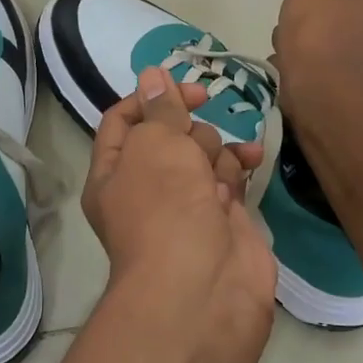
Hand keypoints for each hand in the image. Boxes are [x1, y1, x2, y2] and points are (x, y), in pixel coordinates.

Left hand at [83, 67, 277, 362]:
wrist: (203, 287)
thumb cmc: (165, 208)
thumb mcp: (155, 146)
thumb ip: (160, 109)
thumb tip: (152, 74)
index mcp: (113, 174)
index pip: (123, 121)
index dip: (150, 98)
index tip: (183, 87)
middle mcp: (146, 188)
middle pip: (170, 136)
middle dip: (189, 133)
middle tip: (195, 150)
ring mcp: (186, 205)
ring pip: (203, 154)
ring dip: (216, 151)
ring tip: (218, 176)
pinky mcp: (222, 218)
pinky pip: (229, 178)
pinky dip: (238, 169)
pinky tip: (250, 164)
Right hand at [271, 0, 362, 120]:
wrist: (322, 94)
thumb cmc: (322, 30)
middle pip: (333, 3)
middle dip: (306, 9)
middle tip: (292, 18)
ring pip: (321, 31)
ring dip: (298, 35)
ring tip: (285, 44)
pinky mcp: (345, 78)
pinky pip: (316, 58)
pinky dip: (299, 59)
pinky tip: (288, 64)